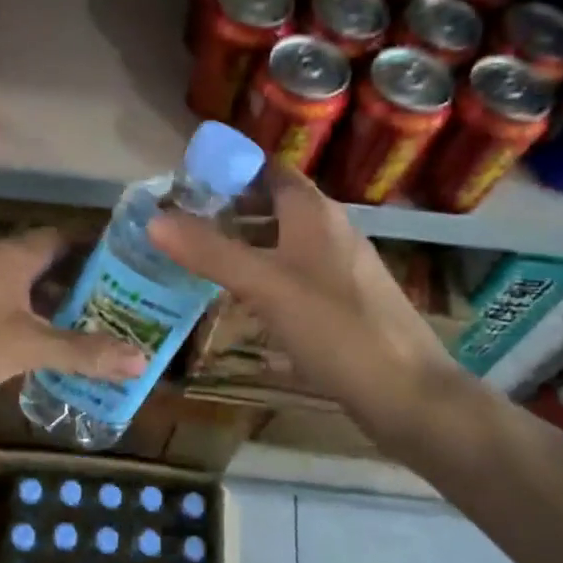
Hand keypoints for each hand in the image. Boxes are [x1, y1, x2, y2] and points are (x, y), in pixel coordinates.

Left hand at [0, 229, 147, 435]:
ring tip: (94, 320)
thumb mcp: (27, 350)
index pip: (63, 237)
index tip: (128, 261)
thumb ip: (84, 353)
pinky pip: (6, 299)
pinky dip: (31, 313)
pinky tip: (48, 339)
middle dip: (81, 277)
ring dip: (55, 298)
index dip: (96, 246)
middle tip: (120, 297)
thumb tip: (141, 361)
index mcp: (10, 256)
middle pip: (46, 259)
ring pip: (24, 282)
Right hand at [148, 165, 455, 444]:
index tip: (185, 182)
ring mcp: (340, 266)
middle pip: (274, 203)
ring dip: (245, 242)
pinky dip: (265, 273)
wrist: (408, 394)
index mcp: (314, 212)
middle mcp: (330, 229)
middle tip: (182, 223)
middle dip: (229, 207)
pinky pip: (295, 272)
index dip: (229, 168)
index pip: (268, 168)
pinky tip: (243, 299)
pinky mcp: (344, 301)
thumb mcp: (265, 286)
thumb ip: (210, 252)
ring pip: (284, 240)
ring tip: (201, 258)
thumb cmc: (336, 328)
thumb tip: (154, 219)